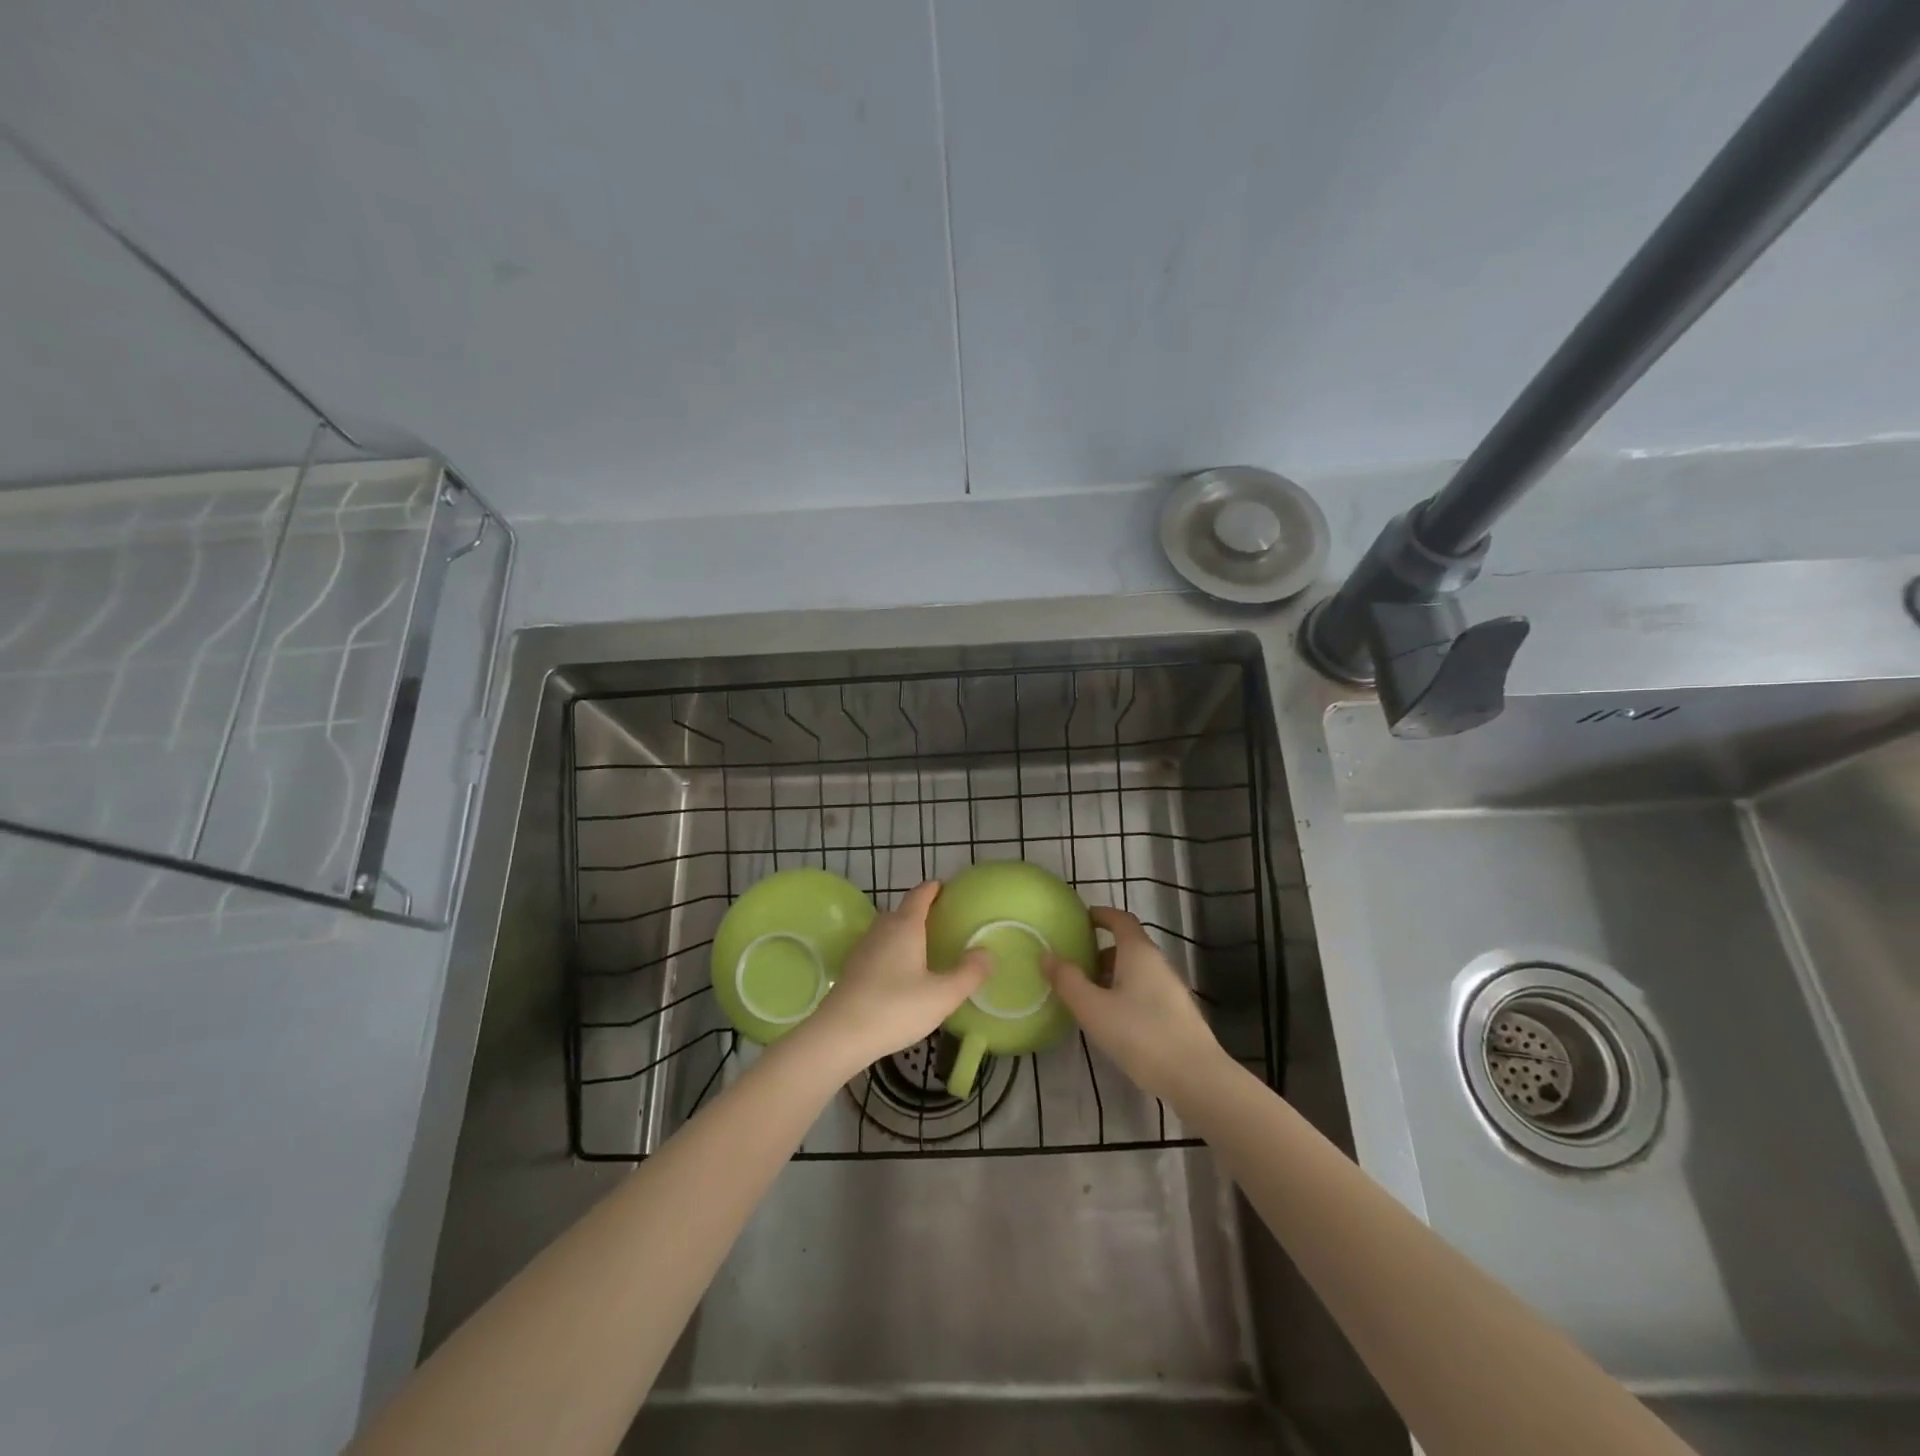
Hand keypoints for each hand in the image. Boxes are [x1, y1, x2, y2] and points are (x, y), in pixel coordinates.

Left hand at [801, 882, 990, 1073]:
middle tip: (942, 922)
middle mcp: (882, 929)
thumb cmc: (895, 1008)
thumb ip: (969, 973)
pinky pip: (878, 949)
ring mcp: (863, 948)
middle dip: (921, 911)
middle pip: (902, 911)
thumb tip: (987, 953)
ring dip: (905, 932)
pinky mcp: (852, 969)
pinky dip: (892, 951)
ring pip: (888, 931)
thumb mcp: (942, 995)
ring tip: (924, 946)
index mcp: (905, 926)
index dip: (933, 889)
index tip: (945, 887)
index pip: (920, 895)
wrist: (839, 1035)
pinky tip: (901, 973)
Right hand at [1044, 905, 1222, 1101]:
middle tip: (1075, 966)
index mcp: (1138, 952)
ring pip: (1136, 972)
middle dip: (1100, 952)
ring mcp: (1172, 989)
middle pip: (1127, 946)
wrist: (1195, 1077)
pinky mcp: (1178, 1014)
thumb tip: (1046, 954)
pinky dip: (1125, 994)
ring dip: (1112, 976)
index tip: (1080, 920)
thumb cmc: (1139, 1034)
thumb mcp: (1093, 1008)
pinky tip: (1113, 1021)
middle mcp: (1158, 963)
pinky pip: (1146, 991)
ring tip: (1088, 997)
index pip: (1120, 919)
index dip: (1101, 915)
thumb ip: (1067, 980)